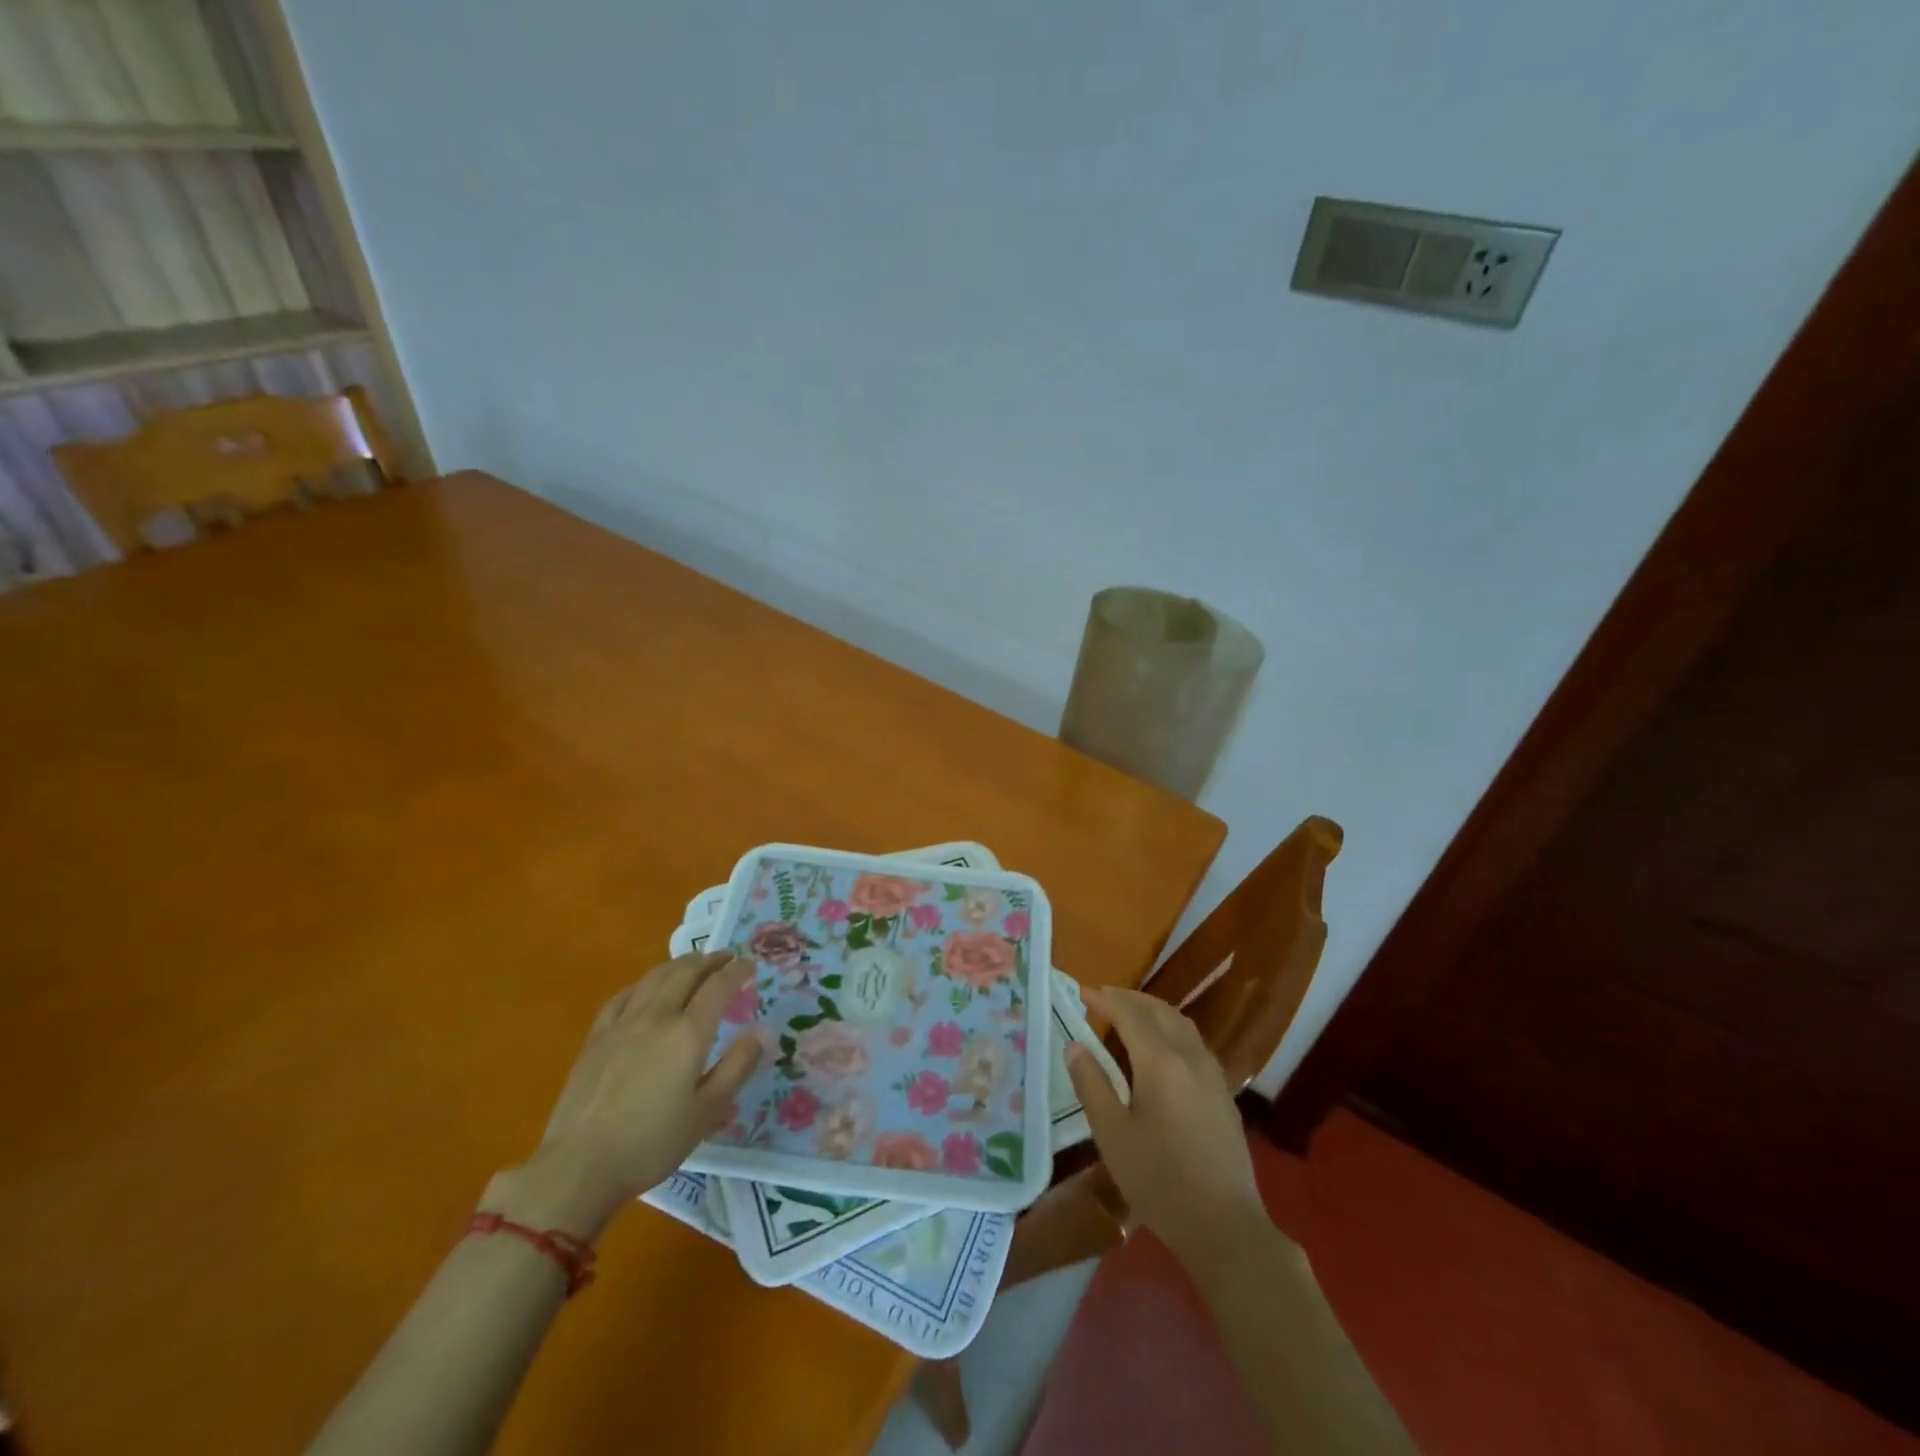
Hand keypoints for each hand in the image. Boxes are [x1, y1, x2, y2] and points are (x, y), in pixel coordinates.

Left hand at [483, 951, 761, 1240]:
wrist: (579, 1166)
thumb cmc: (651, 1143)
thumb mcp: (707, 1112)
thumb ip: (738, 1066)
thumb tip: (764, 1030)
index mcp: (688, 1034)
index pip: (719, 986)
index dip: (737, 970)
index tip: (750, 965)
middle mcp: (657, 1016)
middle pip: (686, 972)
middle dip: (710, 960)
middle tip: (727, 958)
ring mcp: (623, 1023)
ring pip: (655, 977)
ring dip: (680, 964)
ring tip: (693, 964)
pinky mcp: (597, 1036)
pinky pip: (624, 995)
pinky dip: (644, 983)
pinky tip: (646, 989)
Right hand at [1066, 986, 1269, 1271]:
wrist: (1225, 1226)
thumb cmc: (1160, 1181)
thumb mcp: (1113, 1135)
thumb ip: (1092, 1084)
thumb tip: (1075, 1045)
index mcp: (1160, 1062)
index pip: (1129, 1014)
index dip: (1105, 999)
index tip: (1082, 990)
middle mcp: (1189, 1056)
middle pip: (1158, 1011)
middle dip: (1129, 998)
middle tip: (1102, 996)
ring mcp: (1211, 1073)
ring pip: (1180, 1023)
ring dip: (1152, 1009)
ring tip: (1129, 1014)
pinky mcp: (1222, 1092)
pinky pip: (1193, 1041)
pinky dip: (1171, 1028)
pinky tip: (1161, 1047)